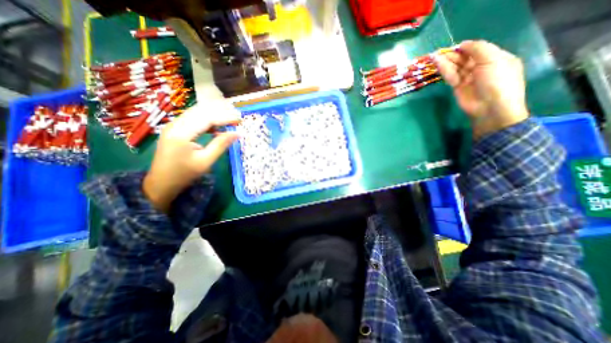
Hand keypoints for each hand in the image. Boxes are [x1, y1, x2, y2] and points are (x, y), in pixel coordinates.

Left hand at [142, 100, 239, 211]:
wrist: (161, 183)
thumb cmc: (185, 174)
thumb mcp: (206, 161)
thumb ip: (221, 144)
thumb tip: (237, 133)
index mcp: (181, 133)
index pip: (207, 118)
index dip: (225, 117)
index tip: (240, 120)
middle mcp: (175, 124)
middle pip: (201, 111)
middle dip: (220, 113)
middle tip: (237, 118)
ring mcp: (173, 125)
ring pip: (197, 113)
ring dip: (214, 115)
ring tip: (230, 120)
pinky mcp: (174, 129)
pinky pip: (193, 119)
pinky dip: (206, 120)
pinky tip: (216, 126)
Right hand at [434, 40, 530, 138]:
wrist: (490, 107)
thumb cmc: (497, 81)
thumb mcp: (493, 59)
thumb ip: (478, 49)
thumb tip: (463, 44)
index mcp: (495, 58)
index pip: (478, 49)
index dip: (466, 47)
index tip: (455, 46)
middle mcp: (481, 67)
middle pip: (465, 58)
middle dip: (453, 54)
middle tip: (440, 52)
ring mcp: (468, 78)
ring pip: (456, 67)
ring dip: (445, 61)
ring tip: (434, 56)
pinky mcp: (457, 87)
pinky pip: (450, 76)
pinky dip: (444, 70)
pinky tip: (437, 63)